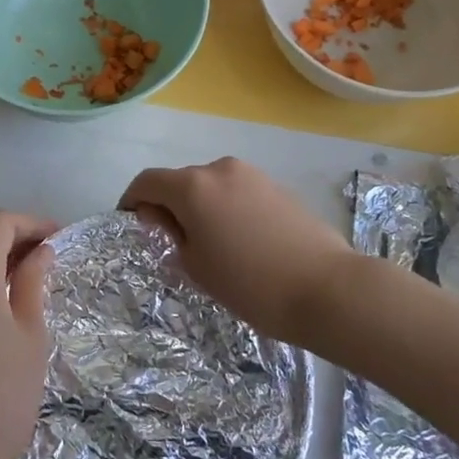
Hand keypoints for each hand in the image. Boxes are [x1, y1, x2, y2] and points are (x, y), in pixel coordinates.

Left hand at [0, 211, 56, 458]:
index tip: (60, 238)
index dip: (32, 222)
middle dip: (18, 237)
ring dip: (3, 258)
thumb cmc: (4, 391)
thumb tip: (40, 251)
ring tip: (40, 275)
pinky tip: (14, 299)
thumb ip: (34, 282)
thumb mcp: (31, 332)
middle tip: (55, 255)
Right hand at [120, 157, 355, 343]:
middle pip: (180, 181)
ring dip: (199, 207)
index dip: (132, 201)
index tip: (131, 224)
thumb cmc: (250, 284)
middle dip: (168, 206)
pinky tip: (240, 241)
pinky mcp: (277, 186)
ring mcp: (252, 175)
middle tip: (172, 243)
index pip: (147, 182)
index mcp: (192, 186)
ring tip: (210, 245)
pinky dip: (225, 209)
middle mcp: (219, 169)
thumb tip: (161, 216)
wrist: (327, 288)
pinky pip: (236, 192)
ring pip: (210, 187)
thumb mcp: (196, 265)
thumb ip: (170, 233)